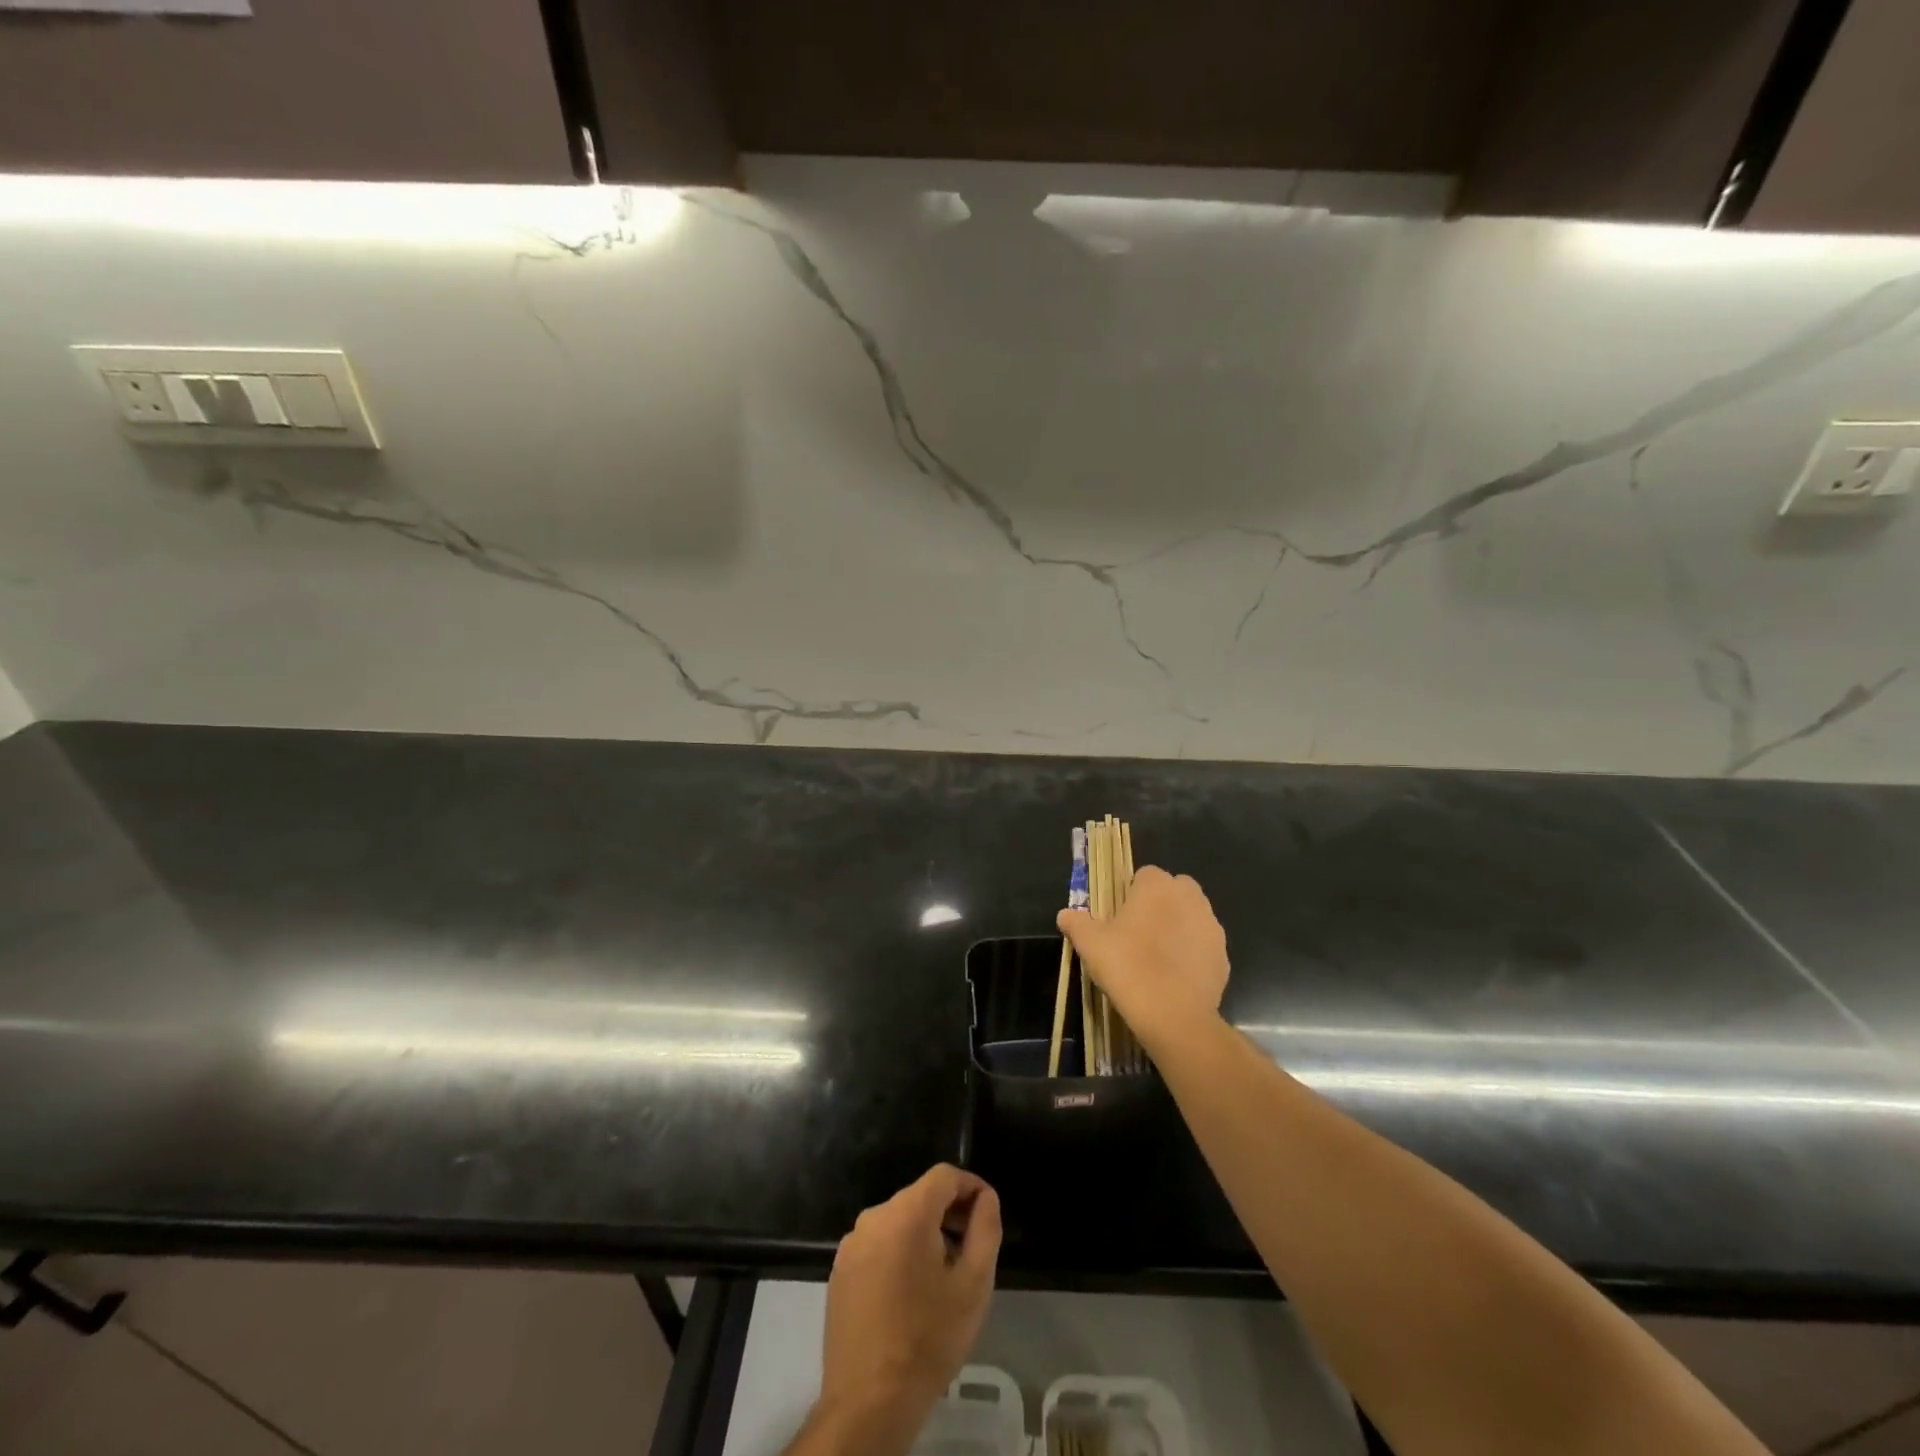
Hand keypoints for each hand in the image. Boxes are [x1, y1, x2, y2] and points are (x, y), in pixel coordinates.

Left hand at [813, 1165, 1001, 1455]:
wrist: (868, 1403)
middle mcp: (874, 1217)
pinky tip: (910, 1294)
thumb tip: (985, 1198)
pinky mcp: (839, 1271)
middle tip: (970, 1250)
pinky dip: (898, 1254)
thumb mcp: (973, 1285)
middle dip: (949, 1214)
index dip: (971, 1187)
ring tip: (942, 1277)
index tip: (987, 1213)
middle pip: (920, 1198)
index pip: (944, 1176)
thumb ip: (985, 1230)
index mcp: (906, 1213)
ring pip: (898, 1222)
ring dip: (924, 1236)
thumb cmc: (928, 1340)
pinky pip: (878, 1245)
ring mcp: (851, 1244)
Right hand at [1057, 865, 1229, 1044]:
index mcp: (1157, 886)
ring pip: (1193, 917)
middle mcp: (1190, 898)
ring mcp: (1211, 927)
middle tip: (1138, 933)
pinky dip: (1192, 955)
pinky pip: (1204, 947)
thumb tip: (1065, 914)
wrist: (1173, 1014)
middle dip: (1161, 905)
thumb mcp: (1091, 944)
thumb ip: (1077, 923)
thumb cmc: (1127, 966)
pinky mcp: (1223, 956)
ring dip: (1179, 928)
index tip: (1119, 916)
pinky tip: (1175, 978)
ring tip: (1157, 958)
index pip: (1145, 875)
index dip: (1132, 893)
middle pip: (1175, 890)